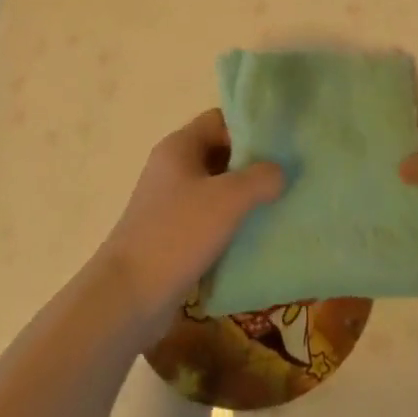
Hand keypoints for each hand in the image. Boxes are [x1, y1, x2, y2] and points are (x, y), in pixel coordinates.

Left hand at [94, 110, 283, 340]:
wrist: (129, 296)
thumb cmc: (177, 233)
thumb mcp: (227, 199)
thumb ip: (260, 178)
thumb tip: (280, 171)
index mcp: (179, 146)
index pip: (220, 119)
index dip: (250, 126)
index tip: (282, 142)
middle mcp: (173, 167)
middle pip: (220, 152)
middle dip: (252, 162)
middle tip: (288, 173)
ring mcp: (171, 202)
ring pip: (216, 187)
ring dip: (244, 194)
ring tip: (281, 203)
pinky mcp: (173, 233)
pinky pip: (209, 216)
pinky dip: (231, 220)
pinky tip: (257, 233)